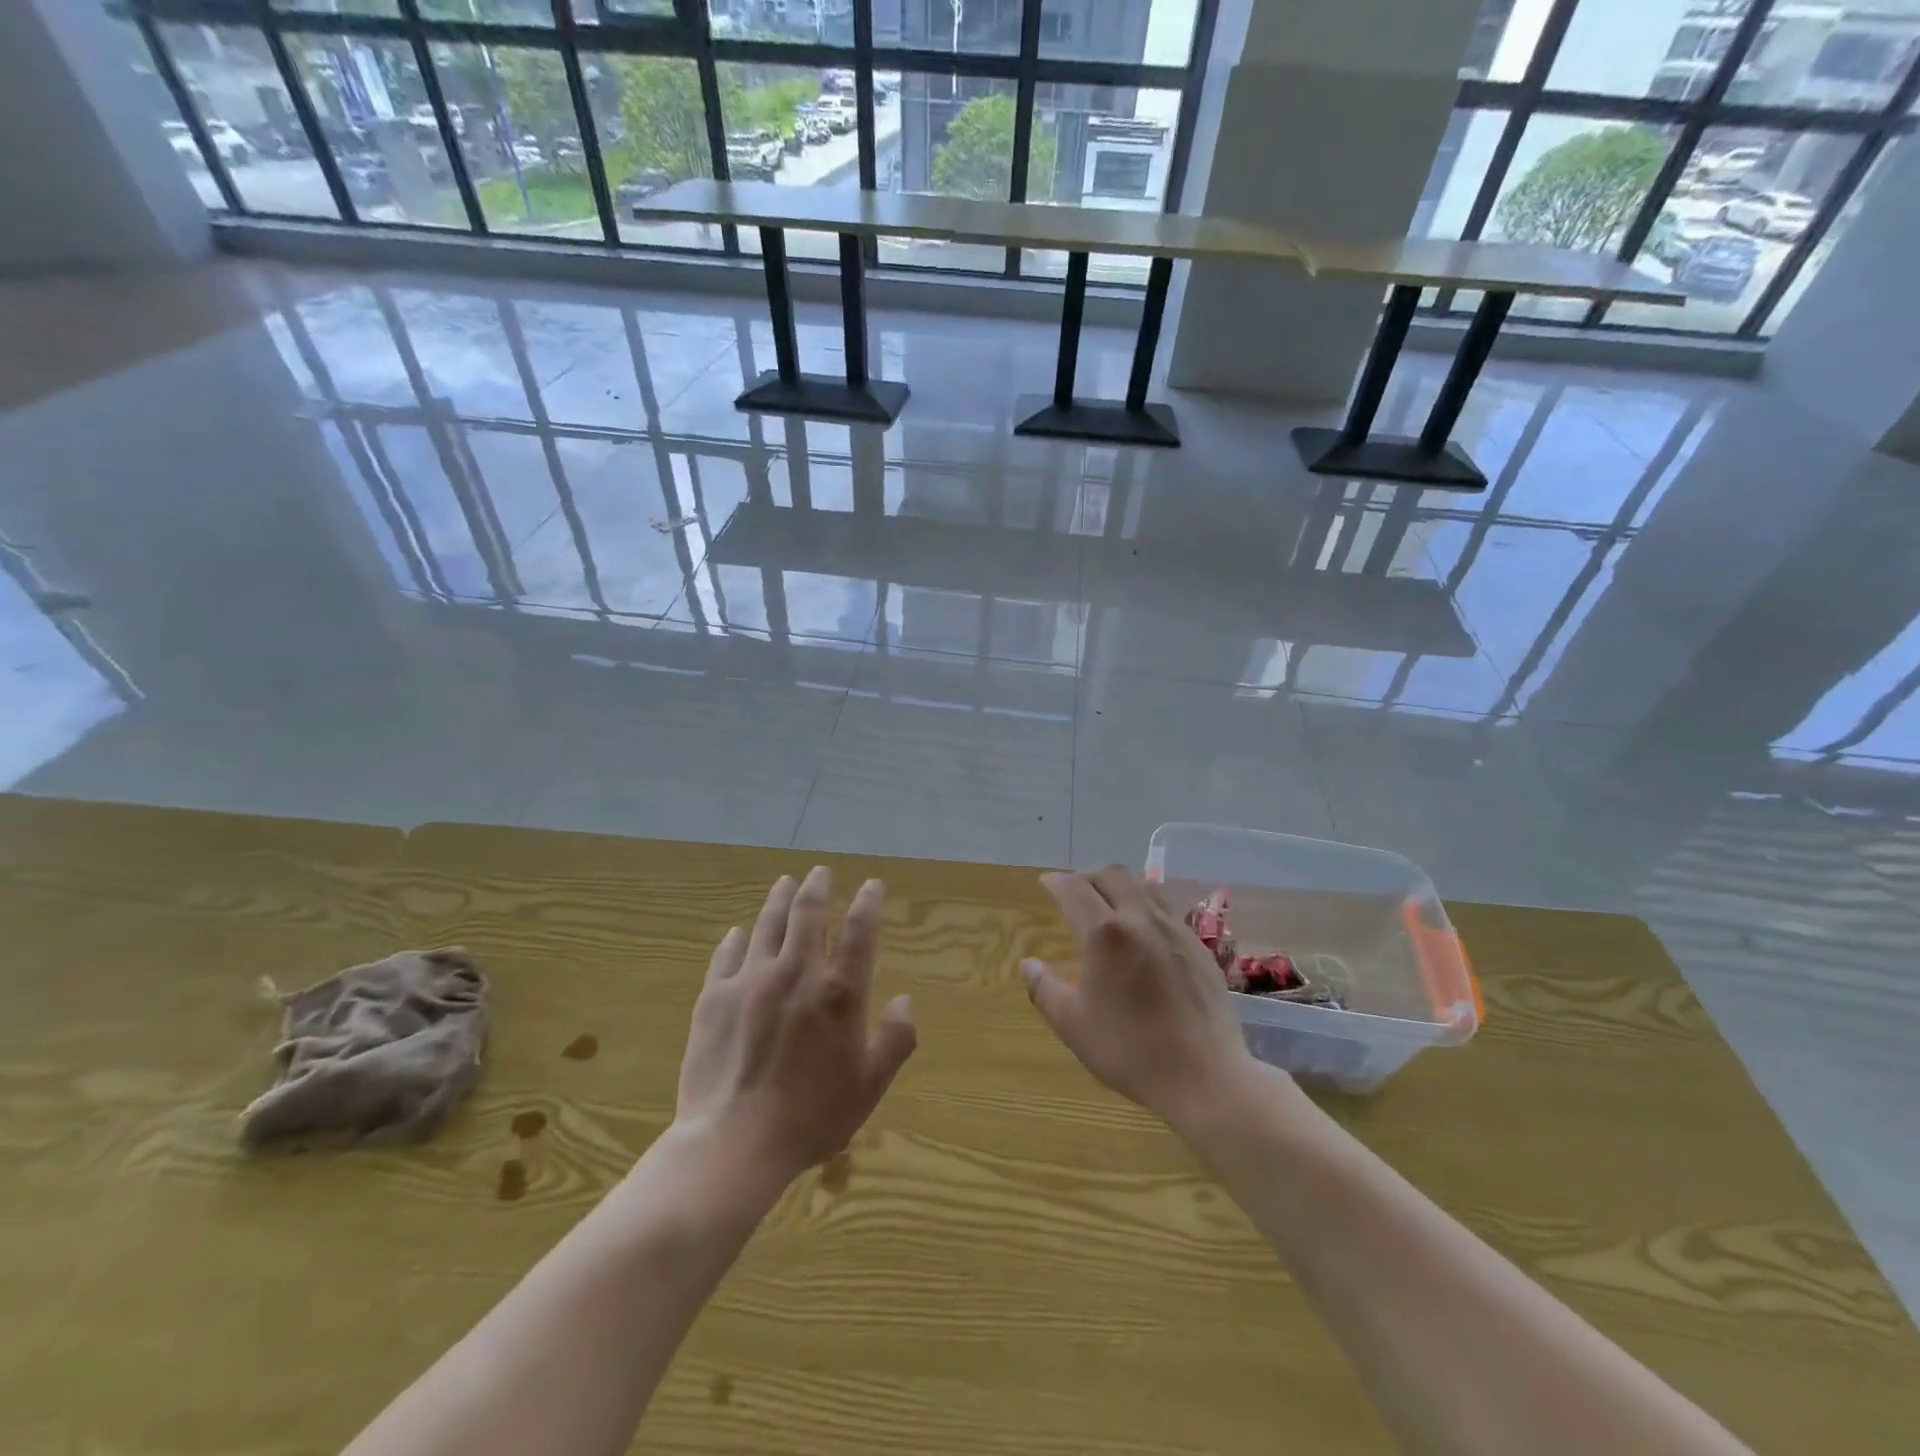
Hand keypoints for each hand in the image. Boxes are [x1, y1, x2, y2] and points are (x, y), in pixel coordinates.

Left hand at [676, 866, 916, 1179]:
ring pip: (767, 925)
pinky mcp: (714, 997)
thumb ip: (894, 1041)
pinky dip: (735, 939)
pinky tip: (737, 932)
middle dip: (817, 887)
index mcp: (839, 993)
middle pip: (808, 914)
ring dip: (779, 899)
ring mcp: (751, 981)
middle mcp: (797, 973)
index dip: (869, 901)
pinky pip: (726, 955)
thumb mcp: (868, 1087)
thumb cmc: (811, 1118)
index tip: (872, 884)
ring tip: (785, 882)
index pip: (860, 931)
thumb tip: (905, 1001)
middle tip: (819, 872)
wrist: (733, 1143)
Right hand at [1022, 866, 1259, 1128]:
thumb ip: (1045, 989)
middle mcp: (1141, 919)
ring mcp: (1175, 929)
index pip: (1075, 889)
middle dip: (1087, 875)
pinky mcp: (1199, 946)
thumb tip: (1028, 964)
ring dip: (1119, 884)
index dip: (1056, 882)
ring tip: (1107, 902)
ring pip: (1144, 886)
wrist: (1205, 1076)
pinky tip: (1142, 931)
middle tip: (1073, 889)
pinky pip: (1166, 908)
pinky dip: (1145, 905)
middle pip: (1112, 875)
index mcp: (1106, 933)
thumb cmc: (1130, 1050)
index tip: (1045, 883)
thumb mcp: (1073, 1024)